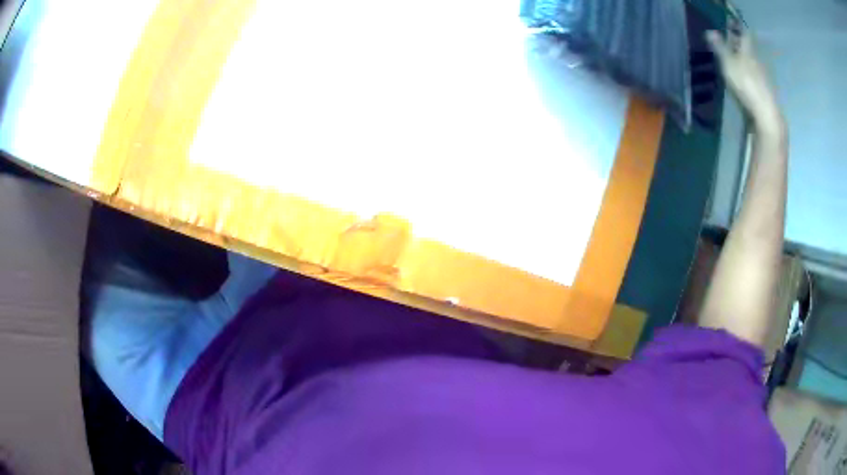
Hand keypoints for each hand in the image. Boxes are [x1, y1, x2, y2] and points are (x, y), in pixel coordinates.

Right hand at [706, 28, 784, 134]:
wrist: (767, 115)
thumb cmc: (747, 85)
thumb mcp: (728, 64)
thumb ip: (720, 48)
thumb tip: (710, 31)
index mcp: (749, 50)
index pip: (743, 33)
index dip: (737, 27)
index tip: (730, 23)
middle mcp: (758, 60)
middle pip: (749, 48)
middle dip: (740, 44)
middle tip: (730, 43)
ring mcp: (764, 77)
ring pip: (753, 63)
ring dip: (745, 61)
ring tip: (736, 63)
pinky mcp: (766, 92)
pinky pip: (756, 78)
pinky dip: (750, 76)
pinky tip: (745, 81)